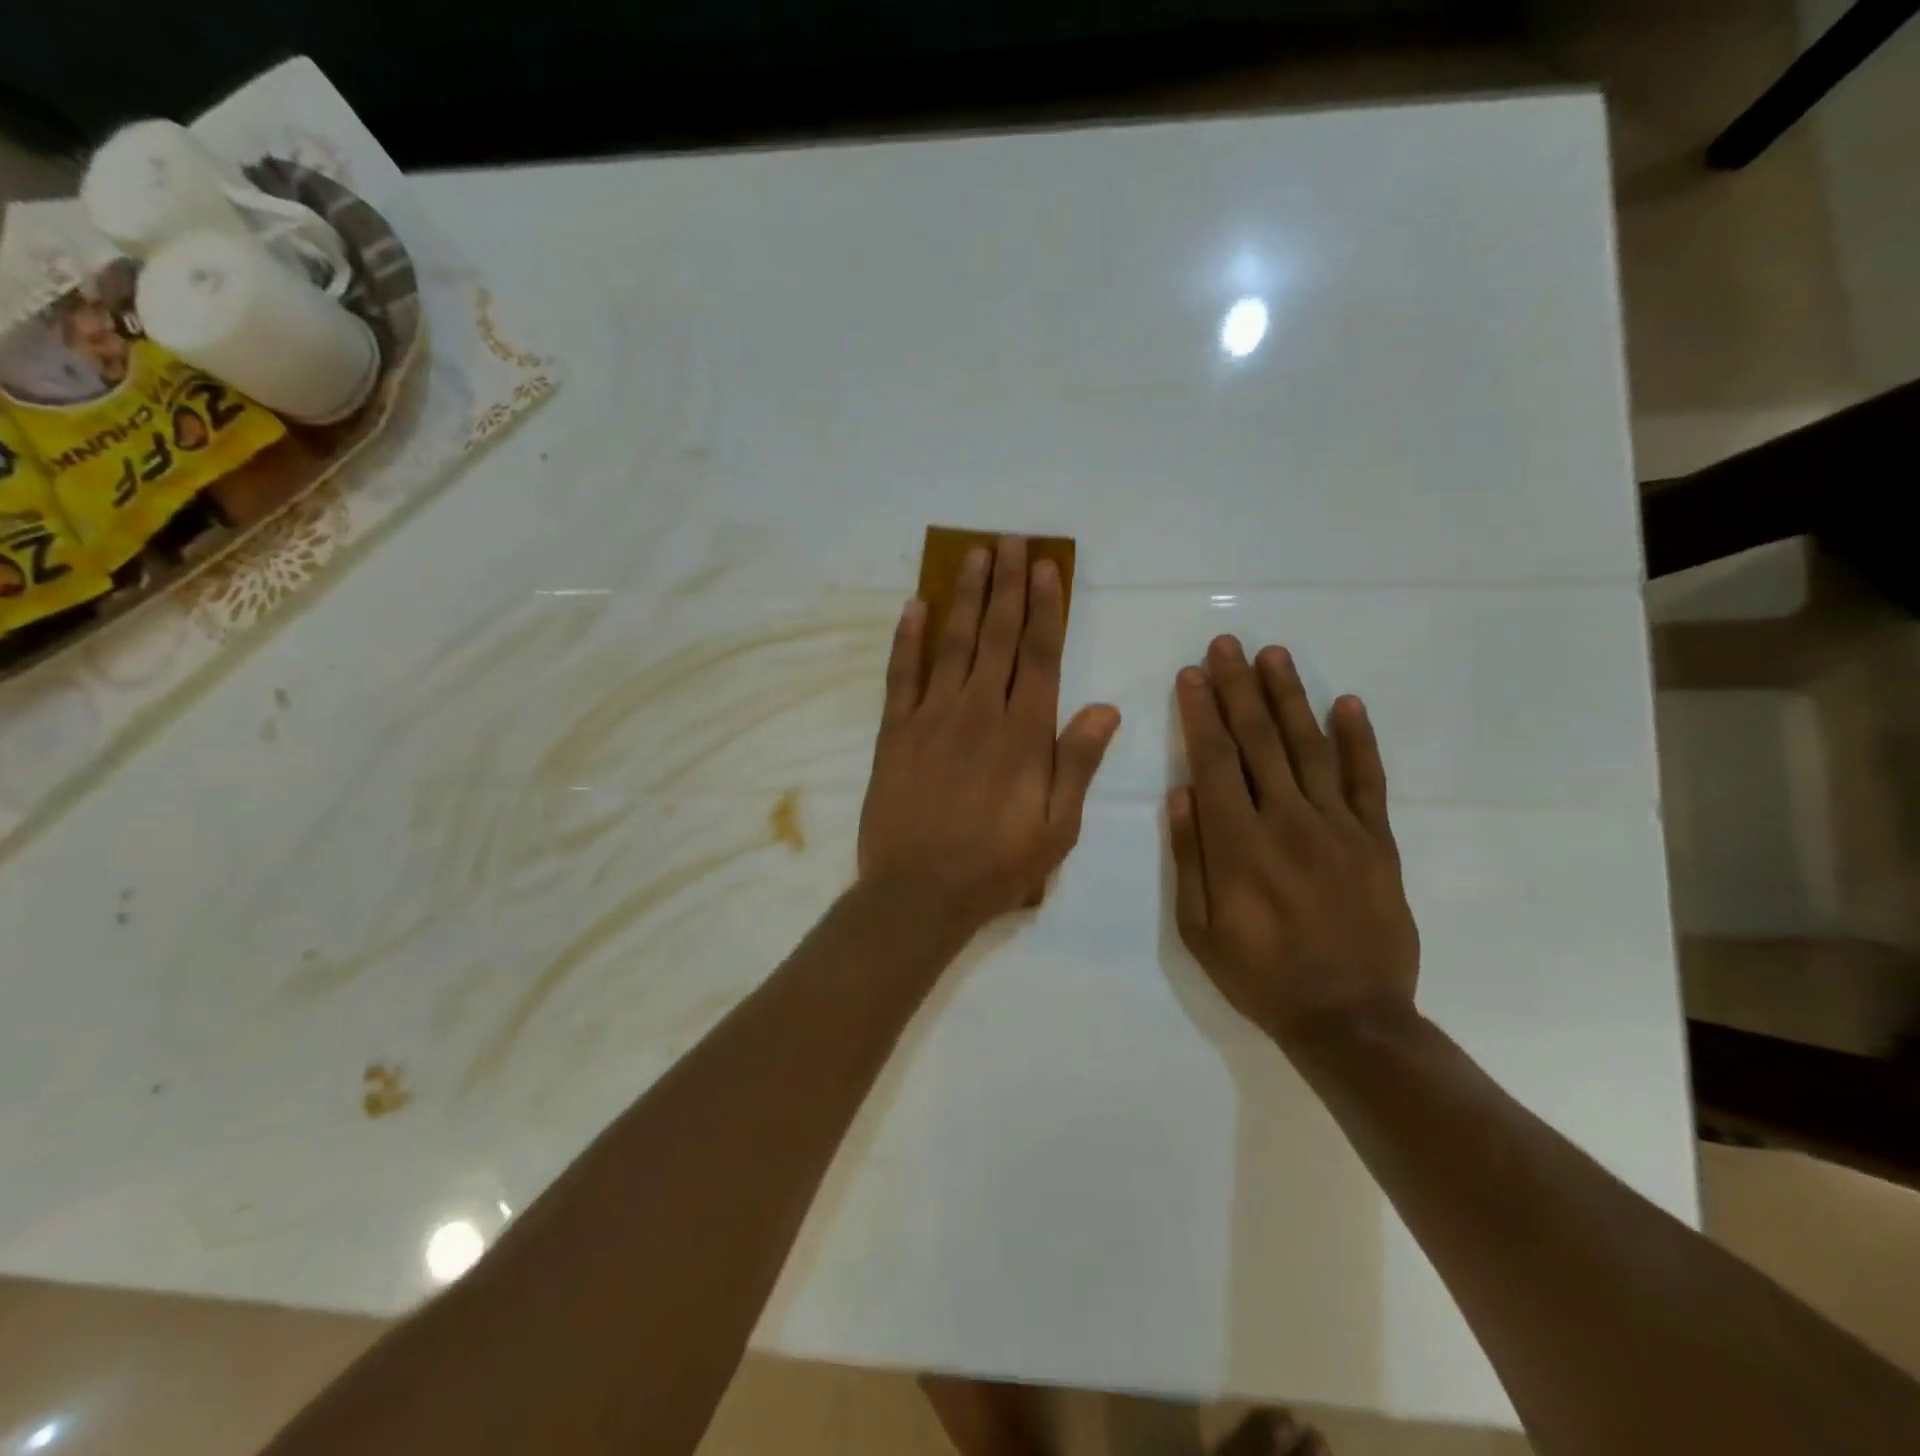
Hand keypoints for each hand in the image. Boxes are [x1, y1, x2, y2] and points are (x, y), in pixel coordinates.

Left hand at [860, 537, 1120, 932]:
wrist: (918, 892)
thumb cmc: (997, 865)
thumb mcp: (1058, 827)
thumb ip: (1078, 763)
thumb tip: (1106, 708)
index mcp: (1024, 733)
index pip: (1040, 654)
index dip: (1045, 607)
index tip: (1045, 567)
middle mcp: (980, 711)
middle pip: (997, 635)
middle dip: (1006, 585)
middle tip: (1010, 541)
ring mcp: (932, 717)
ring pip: (952, 643)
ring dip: (964, 596)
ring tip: (973, 555)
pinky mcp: (895, 732)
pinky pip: (901, 674)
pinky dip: (908, 638)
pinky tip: (914, 605)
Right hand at [1168, 635, 1418, 1047]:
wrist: (1350, 1018)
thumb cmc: (1260, 975)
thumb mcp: (1199, 929)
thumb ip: (1190, 857)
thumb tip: (1181, 793)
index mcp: (1238, 843)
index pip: (1215, 760)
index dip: (1201, 713)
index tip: (1192, 674)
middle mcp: (1288, 821)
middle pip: (1258, 741)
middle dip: (1238, 688)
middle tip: (1227, 645)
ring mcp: (1338, 827)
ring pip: (1310, 747)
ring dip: (1289, 697)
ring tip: (1274, 655)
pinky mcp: (1377, 841)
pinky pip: (1367, 780)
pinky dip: (1358, 739)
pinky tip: (1346, 702)